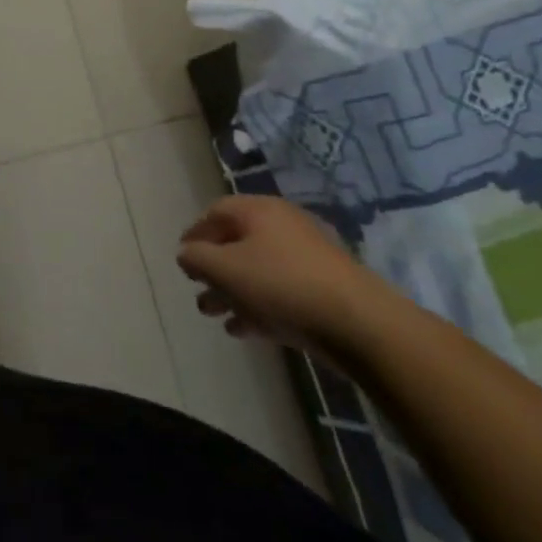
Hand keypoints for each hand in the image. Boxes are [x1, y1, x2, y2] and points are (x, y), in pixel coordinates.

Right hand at [176, 195, 391, 356]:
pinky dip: (258, 306)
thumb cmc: (281, 284)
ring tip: (215, 315)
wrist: (358, 323)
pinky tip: (243, 330)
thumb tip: (186, 254)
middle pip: (237, 243)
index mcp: (259, 211)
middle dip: (213, 269)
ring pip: (257, 270)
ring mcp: (306, 258)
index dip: (195, 233)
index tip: (182, 257)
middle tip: (197, 291)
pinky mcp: (322, 289)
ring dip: (232, 291)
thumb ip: (196, 258)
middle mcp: (282, 226)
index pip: (216, 212)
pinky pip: (279, 292)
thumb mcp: (225, 269)